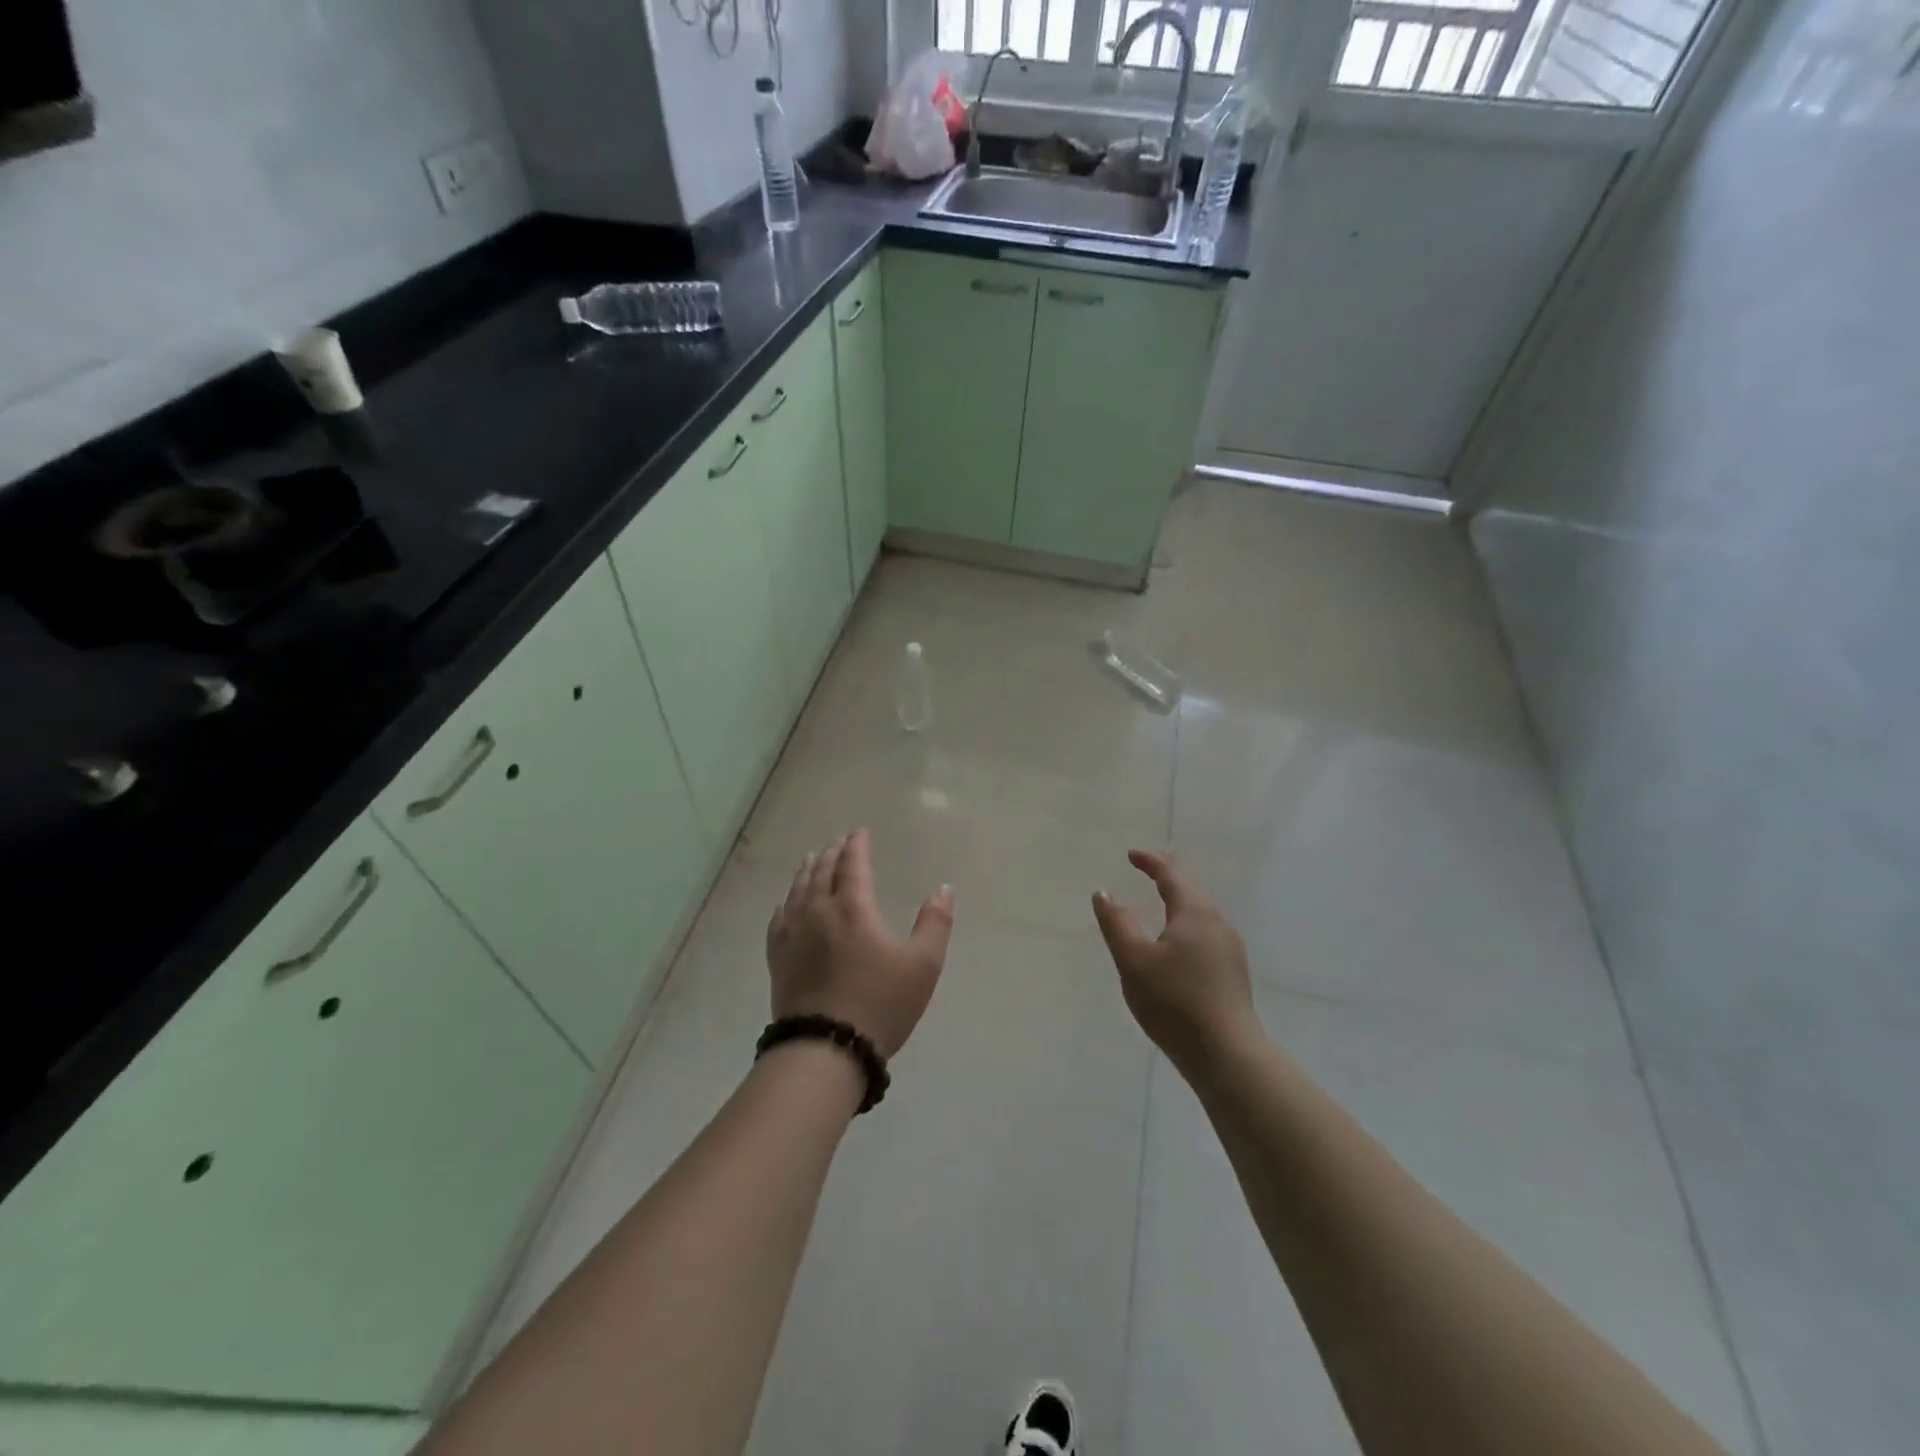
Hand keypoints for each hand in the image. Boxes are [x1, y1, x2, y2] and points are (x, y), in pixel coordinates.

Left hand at [766, 829, 955, 1058]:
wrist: (825, 1049)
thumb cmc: (880, 1005)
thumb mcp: (922, 966)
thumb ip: (934, 923)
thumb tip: (943, 888)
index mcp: (853, 908)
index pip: (853, 866)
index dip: (857, 846)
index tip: (860, 833)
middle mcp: (819, 913)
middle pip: (822, 873)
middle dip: (832, 853)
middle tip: (838, 842)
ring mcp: (794, 936)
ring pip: (798, 891)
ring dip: (807, 871)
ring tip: (811, 859)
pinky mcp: (779, 960)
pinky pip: (779, 920)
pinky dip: (785, 903)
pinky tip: (785, 905)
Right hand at [1092, 850, 1256, 1068]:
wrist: (1227, 1054)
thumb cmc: (1174, 1002)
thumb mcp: (1134, 960)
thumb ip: (1116, 923)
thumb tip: (1103, 893)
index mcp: (1195, 912)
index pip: (1171, 874)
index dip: (1150, 861)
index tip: (1131, 855)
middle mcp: (1218, 923)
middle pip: (1190, 890)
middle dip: (1166, 878)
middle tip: (1145, 873)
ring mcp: (1230, 949)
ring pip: (1200, 914)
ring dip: (1178, 903)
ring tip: (1158, 906)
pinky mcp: (1233, 973)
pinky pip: (1205, 935)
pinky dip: (1186, 926)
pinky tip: (1177, 946)